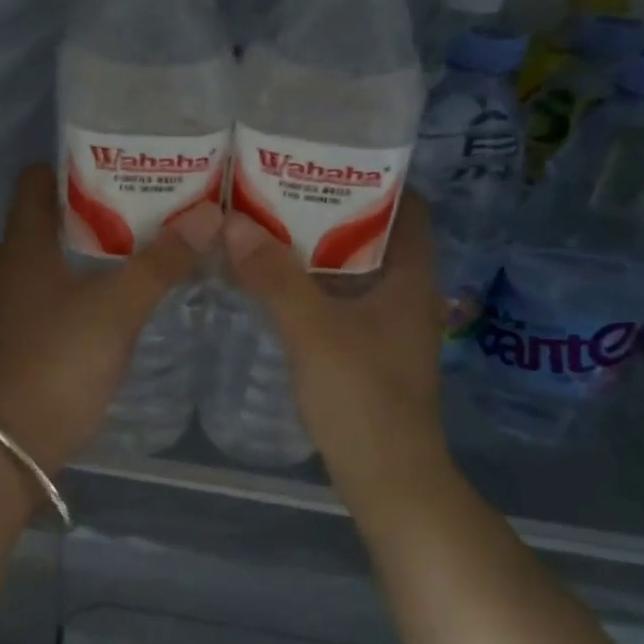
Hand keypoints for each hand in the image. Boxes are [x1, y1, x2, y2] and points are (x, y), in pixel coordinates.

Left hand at [0, 164, 222, 475]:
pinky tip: (143, 283)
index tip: (126, 157)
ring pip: (70, 253)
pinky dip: (104, 277)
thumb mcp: (117, 306)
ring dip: (109, 241)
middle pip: (60, 214)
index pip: (38, 179)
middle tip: (160, 193)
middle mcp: (20, 264)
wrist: (22, 440)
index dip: (77, 162)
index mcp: (25, 244)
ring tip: (162, 231)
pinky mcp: (42, 331)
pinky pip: (74, 286)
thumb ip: (161, 261)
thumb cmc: (61, 360)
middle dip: (107, 200)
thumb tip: (210, 215)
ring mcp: (29, 300)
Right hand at [220, 191, 452, 513]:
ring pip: (355, 272)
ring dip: (317, 252)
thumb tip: (232, 224)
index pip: (408, 207)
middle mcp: (408, 294)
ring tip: (268, 230)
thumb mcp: (313, 332)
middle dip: (331, 212)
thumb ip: (274, 278)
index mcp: (411, 277)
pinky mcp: (371, 353)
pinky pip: (342, 303)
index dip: (373, 179)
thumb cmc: (362, 398)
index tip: (323, 163)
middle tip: (279, 193)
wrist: (388, 479)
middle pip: (375, 236)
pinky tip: (275, 288)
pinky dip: (314, 288)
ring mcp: (390, 327)